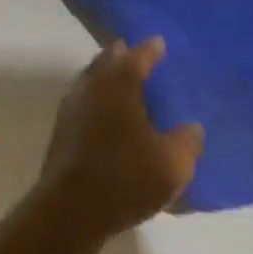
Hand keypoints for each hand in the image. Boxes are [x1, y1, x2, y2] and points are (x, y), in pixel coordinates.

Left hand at [36, 38, 203, 245]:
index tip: (159, 42)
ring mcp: (70, 112)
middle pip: (105, 64)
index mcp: (118, 85)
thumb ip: (187, 141)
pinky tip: (108, 119)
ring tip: (124, 87)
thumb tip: (191, 129)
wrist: (70, 211)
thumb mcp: (173, 163)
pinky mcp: (61, 136)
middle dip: (121, 58)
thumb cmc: (125, 178)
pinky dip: (97, 105)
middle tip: (135, 56)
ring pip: (90, 85)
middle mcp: (90, 90)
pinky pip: (83, 108)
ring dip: (105, 81)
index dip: (150, 50)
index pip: (137, 57)